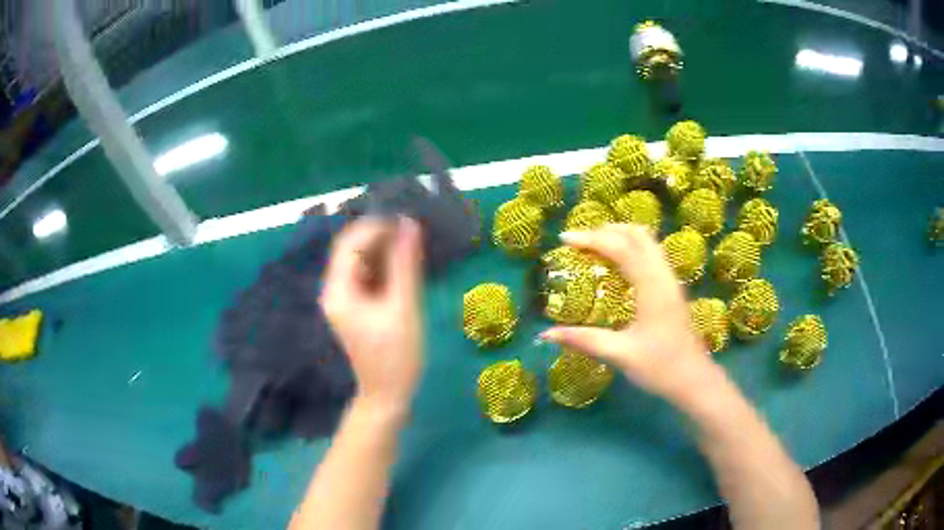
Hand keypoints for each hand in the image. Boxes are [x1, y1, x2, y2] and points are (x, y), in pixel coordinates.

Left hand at [321, 217, 423, 416]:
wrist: (387, 395)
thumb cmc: (396, 356)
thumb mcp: (403, 308)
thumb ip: (405, 265)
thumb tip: (410, 225)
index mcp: (339, 291)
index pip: (349, 243)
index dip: (376, 226)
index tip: (406, 221)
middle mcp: (335, 290)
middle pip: (352, 248)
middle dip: (380, 235)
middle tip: (413, 230)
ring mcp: (344, 298)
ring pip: (360, 259)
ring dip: (383, 248)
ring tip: (413, 243)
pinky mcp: (355, 305)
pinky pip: (366, 274)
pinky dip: (384, 264)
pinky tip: (405, 263)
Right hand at [541, 224, 716, 402]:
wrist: (694, 380)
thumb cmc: (660, 368)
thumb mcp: (620, 355)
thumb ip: (584, 340)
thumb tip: (545, 334)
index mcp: (652, 288)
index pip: (622, 248)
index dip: (592, 239)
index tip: (564, 240)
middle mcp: (664, 276)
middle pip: (638, 235)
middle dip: (607, 230)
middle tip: (580, 240)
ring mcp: (671, 281)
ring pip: (647, 242)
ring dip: (621, 236)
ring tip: (594, 245)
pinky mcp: (672, 289)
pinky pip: (651, 254)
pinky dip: (631, 248)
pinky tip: (617, 265)